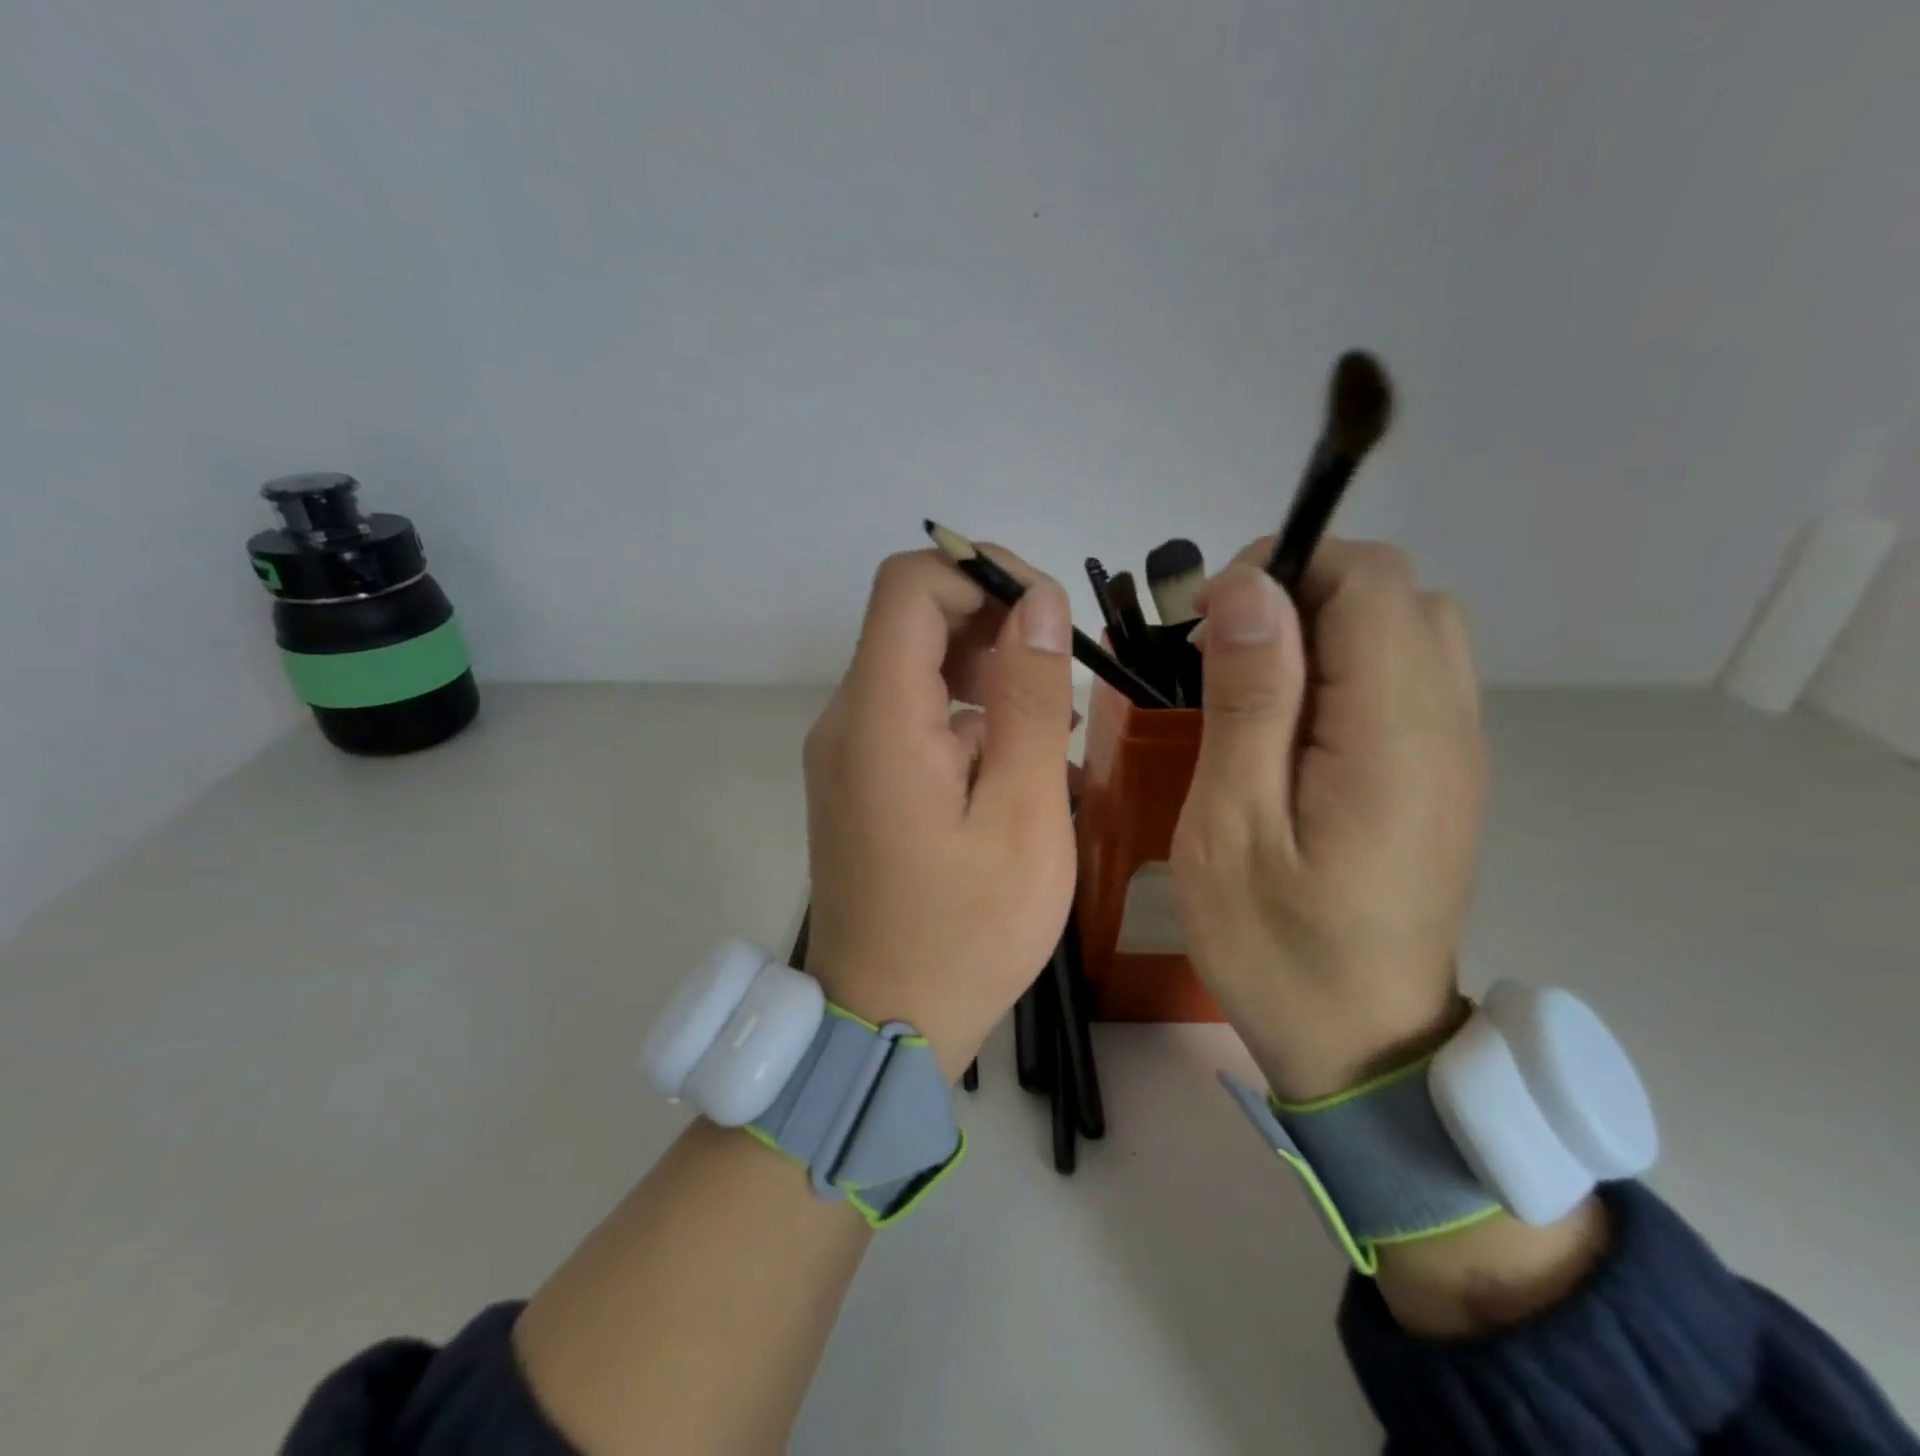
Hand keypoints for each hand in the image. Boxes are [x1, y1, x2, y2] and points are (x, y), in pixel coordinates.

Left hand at [801, 548, 1077, 1080]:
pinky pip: (909, 713)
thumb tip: (1038, 603)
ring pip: (914, 666)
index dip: (982, 573)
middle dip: (993, 623)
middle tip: (1059, 678)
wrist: (886, 1021)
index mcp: (879, 717)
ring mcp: (844, 751)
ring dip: (984, 671)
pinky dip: (962, 713)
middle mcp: (845, 719)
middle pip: (911, 619)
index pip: (911, 583)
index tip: (1046, 612)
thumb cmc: (967, 930)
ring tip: (1044, 727)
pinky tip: (1007, 765)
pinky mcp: (856, 779)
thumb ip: (1029, 698)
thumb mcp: (1022, 813)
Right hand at [1171, 538, 1488, 1101]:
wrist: (1363, 1044)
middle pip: (1397, 592)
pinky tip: (1296, 726)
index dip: (1284, 569)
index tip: (1211, 620)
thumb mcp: (1232, 827)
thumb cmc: (1276, 945)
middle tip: (1226, 654)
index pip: (1369, 581)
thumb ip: (1248, 702)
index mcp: (1393, 736)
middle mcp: (1447, 725)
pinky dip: (1348, 667)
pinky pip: (1410, 676)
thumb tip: (1250, 590)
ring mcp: (1456, 750)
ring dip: (1326, 628)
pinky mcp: (1443, 773)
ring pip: (1409, 627)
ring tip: (1256, 686)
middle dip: (1301, 592)